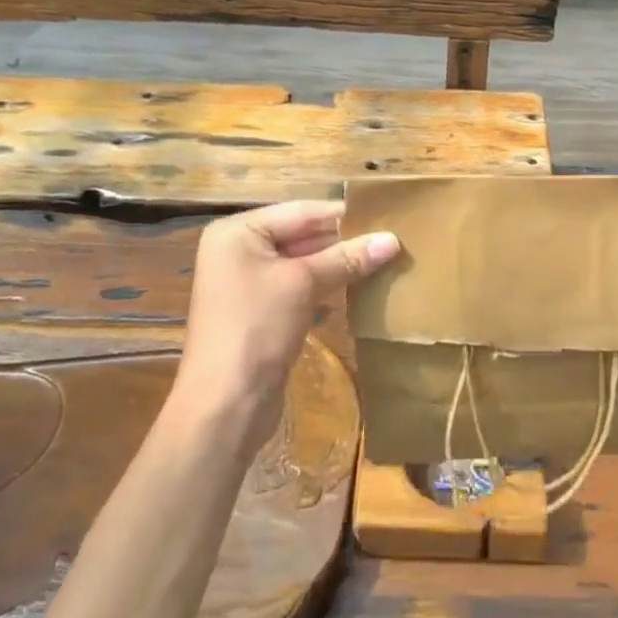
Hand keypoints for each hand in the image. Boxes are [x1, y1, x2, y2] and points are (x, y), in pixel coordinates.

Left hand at [177, 201, 399, 443]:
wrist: (225, 406)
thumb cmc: (257, 328)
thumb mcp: (304, 284)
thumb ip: (347, 258)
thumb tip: (393, 239)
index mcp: (238, 233)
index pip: (301, 211)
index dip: (344, 215)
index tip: (387, 215)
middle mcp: (239, 251)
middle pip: (302, 235)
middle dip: (344, 241)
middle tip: (391, 239)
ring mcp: (249, 284)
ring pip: (304, 263)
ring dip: (340, 264)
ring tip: (384, 259)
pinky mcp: (262, 313)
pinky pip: (301, 288)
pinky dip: (328, 286)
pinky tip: (361, 287)